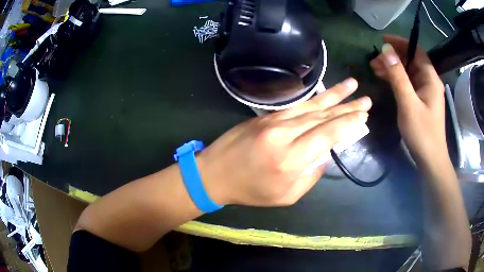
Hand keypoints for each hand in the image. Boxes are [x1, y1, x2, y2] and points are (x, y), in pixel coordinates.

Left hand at [197, 78, 371, 206]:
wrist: (214, 173)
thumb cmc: (250, 190)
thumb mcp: (285, 196)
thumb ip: (310, 176)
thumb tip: (325, 154)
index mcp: (290, 159)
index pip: (327, 134)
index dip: (348, 124)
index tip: (364, 117)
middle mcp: (284, 134)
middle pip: (323, 116)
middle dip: (347, 107)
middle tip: (366, 100)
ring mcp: (274, 121)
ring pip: (311, 105)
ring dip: (334, 95)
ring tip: (352, 85)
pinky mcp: (266, 116)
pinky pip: (296, 106)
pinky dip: (314, 99)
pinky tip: (326, 93)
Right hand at [370, 35, 447, 168]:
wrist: (430, 159)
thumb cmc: (422, 133)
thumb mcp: (408, 103)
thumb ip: (398, 76)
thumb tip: (386, 50)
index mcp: (430, 78)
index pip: (416, 51)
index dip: (400, 42)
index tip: (383, 40)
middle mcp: (430, 81)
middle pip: (411, 60)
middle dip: (393, 57)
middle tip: (374, 61)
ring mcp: (426, 91)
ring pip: (409, 72)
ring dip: (393, 68)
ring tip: (375, 69)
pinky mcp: (422, 100)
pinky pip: (409, 83)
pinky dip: (397, 79)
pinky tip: (386, 80)